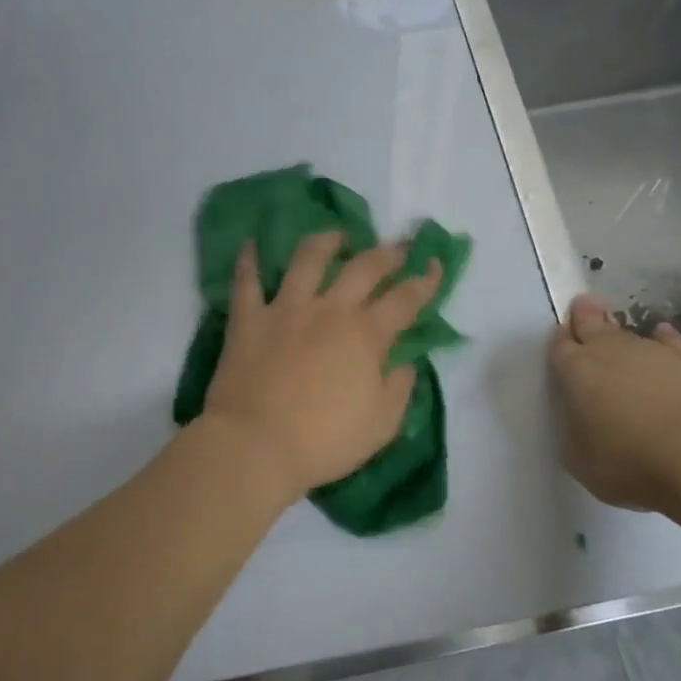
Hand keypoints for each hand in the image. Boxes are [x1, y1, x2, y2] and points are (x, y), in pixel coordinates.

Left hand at [201, 232, 442, 500]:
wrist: (255, 445)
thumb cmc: (324, 441)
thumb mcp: (381, 425)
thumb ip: (399, 388)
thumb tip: (405, 362)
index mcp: (365, 335)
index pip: (404, 300)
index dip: (424, 280)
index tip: (435, 263)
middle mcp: (328, 310)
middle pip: (363, 268)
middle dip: (386, 253)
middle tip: (398, 245)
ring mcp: (285, 309)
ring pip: (307, 259)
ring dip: (326, 241)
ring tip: (337, 235)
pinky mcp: (248, 319)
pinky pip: (246, 281)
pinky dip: (248, 261)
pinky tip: (251, 244)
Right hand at [548, 294, 680, 522]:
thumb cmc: (632, 462)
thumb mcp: (583, 461)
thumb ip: (577, 434)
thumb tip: (585, 423)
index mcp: (576, 372)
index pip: (561, 347)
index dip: (559, 341)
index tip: (560, 334)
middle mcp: (611, 353)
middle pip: (593, 325)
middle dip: (586, 316)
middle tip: (583, 304)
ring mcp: (654, 353)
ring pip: (630, 334)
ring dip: (622, 334)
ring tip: (618, 333)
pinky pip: (669, 343)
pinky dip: (663, 341)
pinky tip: (663, 338)